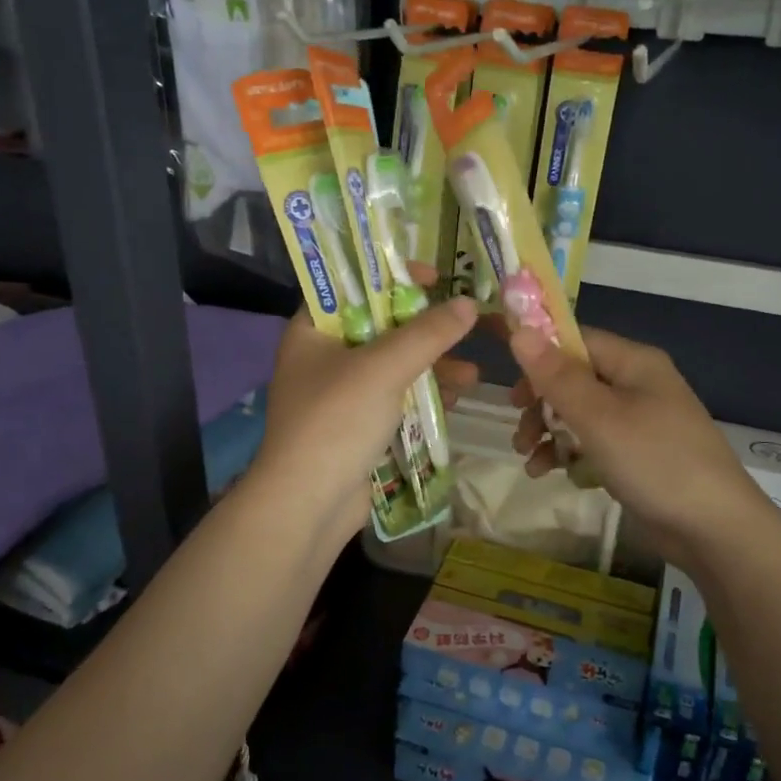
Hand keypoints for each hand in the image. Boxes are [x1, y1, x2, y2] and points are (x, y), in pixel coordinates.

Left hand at [255, 295, 479, 535]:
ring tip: (471, 375)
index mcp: (313, 330)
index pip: (352, 286)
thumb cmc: (336, 421)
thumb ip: (427, 333)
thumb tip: (468, 305)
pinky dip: (425, 395)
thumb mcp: (383, 368)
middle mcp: (325, 357)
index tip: (434, 278)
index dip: (391, 276)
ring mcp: (342, 394)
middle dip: (426, 330)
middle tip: (464, 325)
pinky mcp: (359, 425)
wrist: (309, 504)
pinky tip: (456, 399)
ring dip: (434, 366)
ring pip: (395, 365)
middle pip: (381, 326)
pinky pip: (397, 397)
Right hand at [508, 325, 778, 570]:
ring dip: (549, 431)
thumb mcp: (598, 417)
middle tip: (519, 429)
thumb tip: (520, 330)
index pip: (576, 341)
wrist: (713, 529)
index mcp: (634, 362)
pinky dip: (570, 453)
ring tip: (528, 458)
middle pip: (574, 378)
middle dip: (541, 403)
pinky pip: (594, 442)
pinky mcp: (637, 454)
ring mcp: (639, 420)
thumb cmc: (654, 461)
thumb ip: (556, 376)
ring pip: (580, 413)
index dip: (539, 356)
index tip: (509, 384)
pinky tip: (550, 474)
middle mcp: (637, 384)